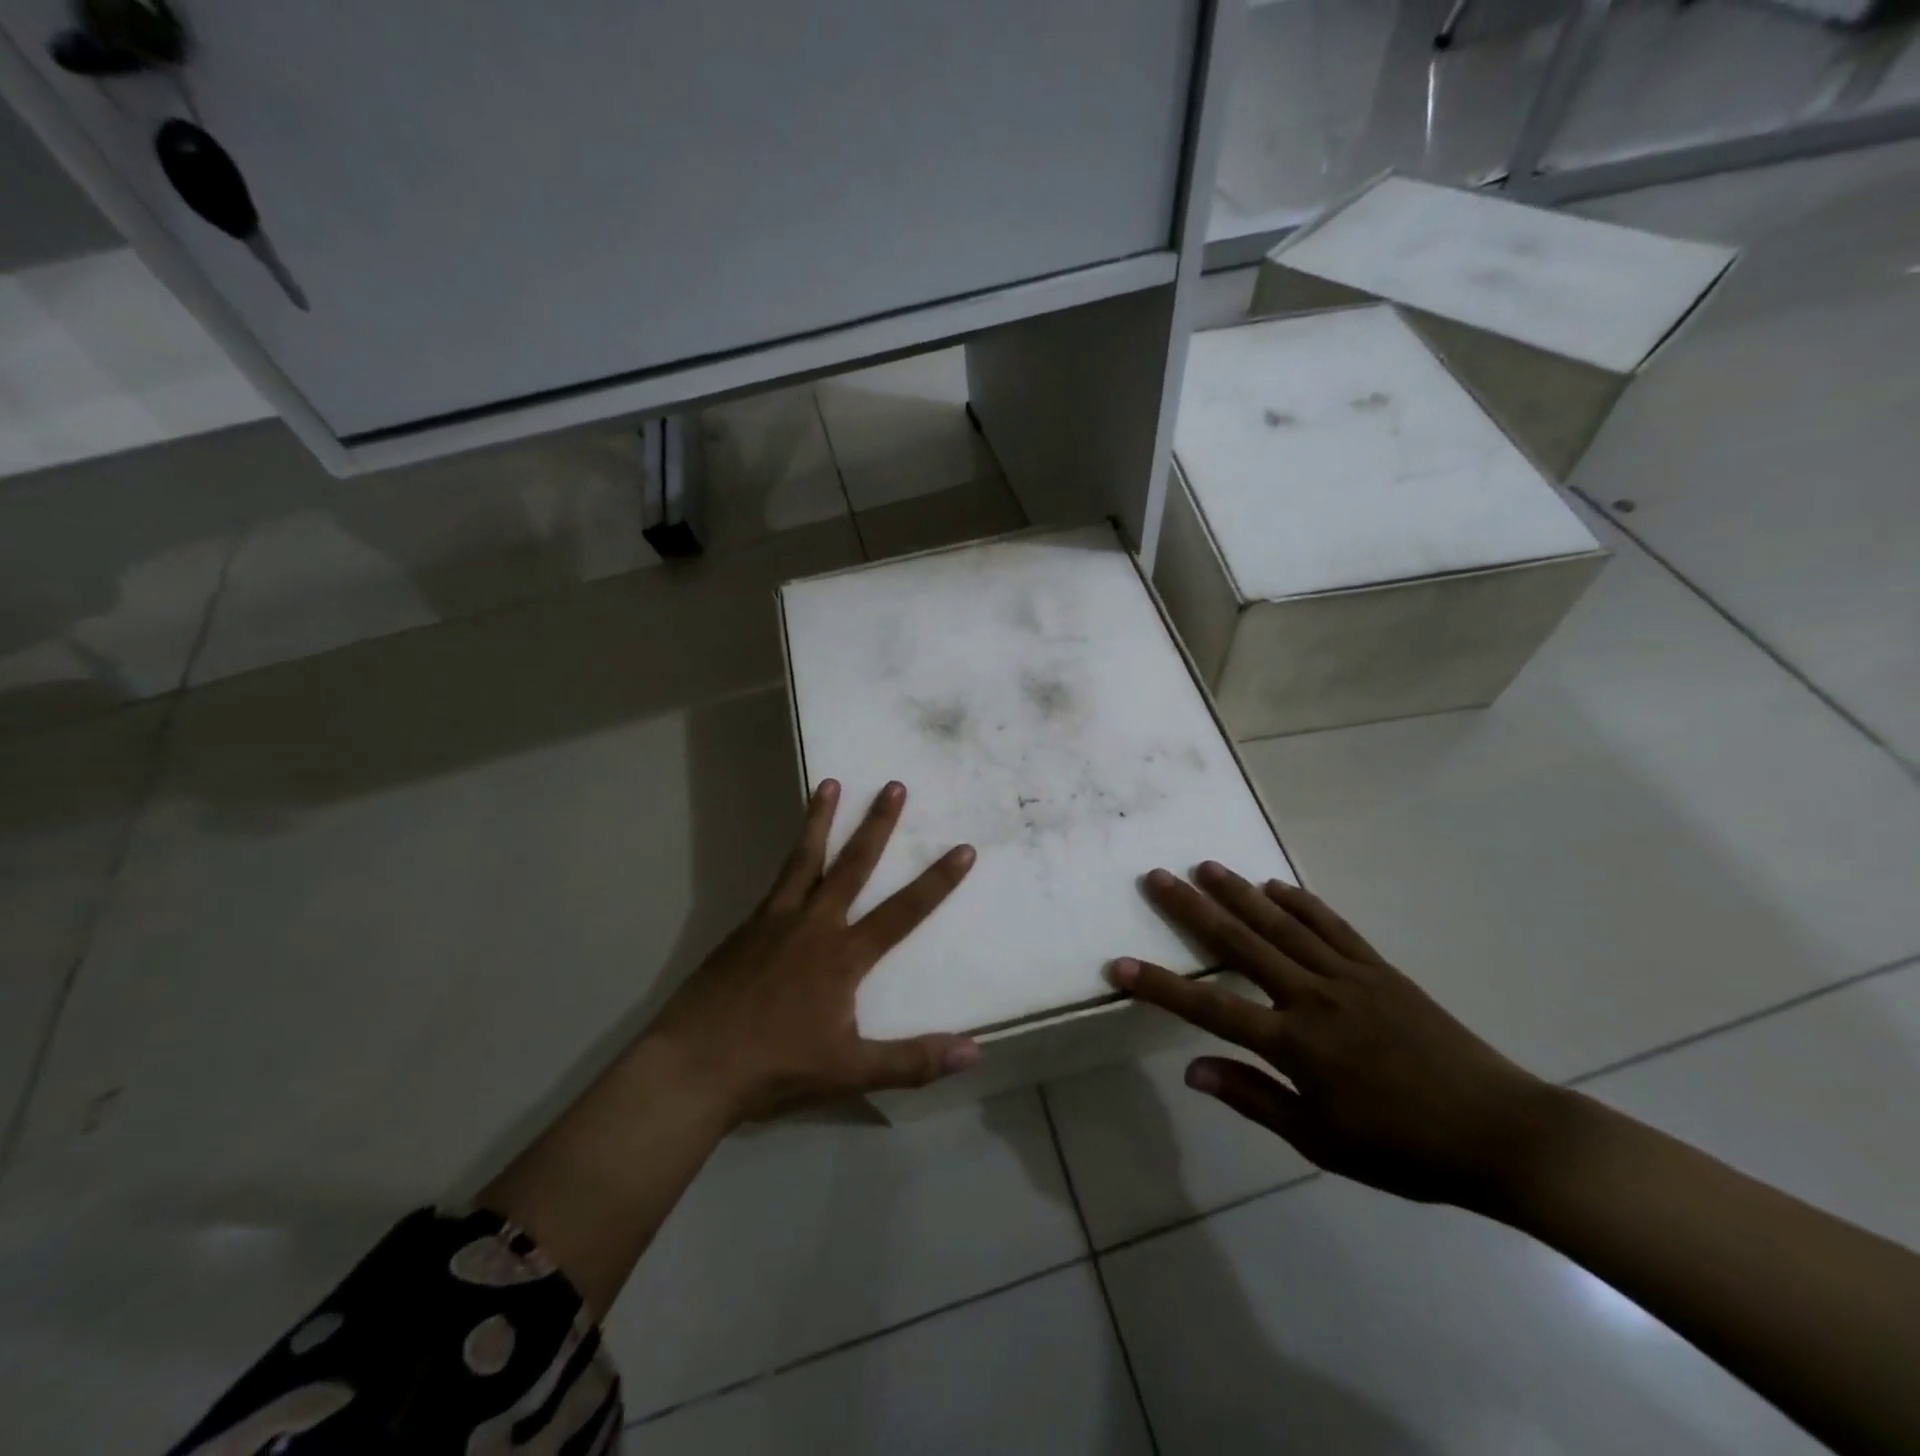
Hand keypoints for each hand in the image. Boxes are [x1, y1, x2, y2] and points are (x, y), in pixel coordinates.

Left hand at [647, 778, 980, 1124]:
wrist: (694, 1066)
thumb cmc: (776, 1068)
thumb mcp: (851, 1071)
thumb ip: (913, 1061)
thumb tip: (975, 1053)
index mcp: (843, 956)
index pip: (903, 912)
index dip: (937, 882)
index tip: (963, 848)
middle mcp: (814, 925)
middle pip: (853, 865)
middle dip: (877, 825)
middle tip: (894, 786)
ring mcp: (775, 921)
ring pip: (805, 859)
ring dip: (820, 820)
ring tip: (830, 784)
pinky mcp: (745, 928)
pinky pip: (776, 881)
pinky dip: (790, 857)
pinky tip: (793, 852)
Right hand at [1109, 862, 1566, 1212]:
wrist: (1501, 1132)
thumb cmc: (1403, 1149)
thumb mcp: (1320, 1141)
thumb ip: (1253, 1098)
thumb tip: (1191, 1070)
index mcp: (1294, 1043)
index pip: (1210, 1008)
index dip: (1161, 986)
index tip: (1119, 966)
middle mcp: (1312, 997)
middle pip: (1240, 944)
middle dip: (1192, 909)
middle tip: (1157, 876)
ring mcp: (1348, 977)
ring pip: (1282, 924)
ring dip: (1240, 892)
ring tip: (1205, 866)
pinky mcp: (1379, 970)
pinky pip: (1332, 927)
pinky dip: (1302, 902)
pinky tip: (1277, 884)